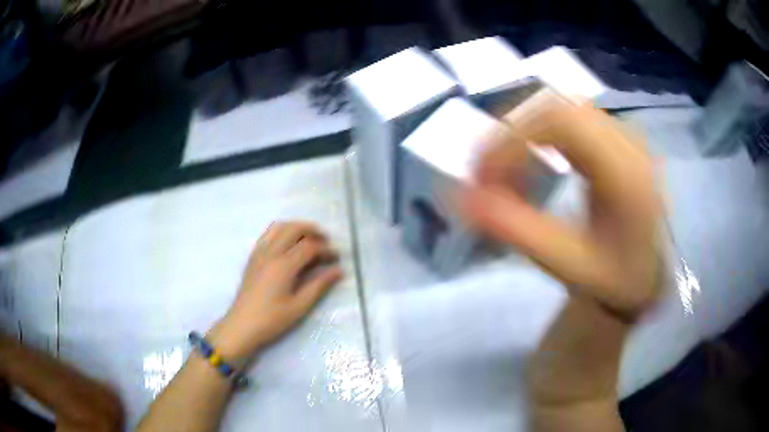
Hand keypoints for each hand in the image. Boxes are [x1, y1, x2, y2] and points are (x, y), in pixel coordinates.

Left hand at [209, 221, 342, 360]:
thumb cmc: (272, 320)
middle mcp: (270, 253)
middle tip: (326, 241)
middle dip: (312, 230)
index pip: (309, 246)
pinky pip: (268, 234)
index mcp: (283, 266)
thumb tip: (338, 270)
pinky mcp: (253, 257)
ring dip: (296, 227)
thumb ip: (319, 285)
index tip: (337, 258)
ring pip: (279, 227)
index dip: (326, 249)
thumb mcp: (299, 306)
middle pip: (293, 228)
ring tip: (309, 238)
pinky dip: (282, 232)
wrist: (242, 326)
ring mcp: (259, 253)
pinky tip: (288, 245)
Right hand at [465, 101, 661, 319]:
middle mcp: (628, 140)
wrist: (649, 275)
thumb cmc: (615, 278)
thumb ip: (517, 230)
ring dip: (525, 133)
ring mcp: (624, 134)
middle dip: (511, 134)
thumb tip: (460, 198)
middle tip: (488, 174)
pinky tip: (535, 161)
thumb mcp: (569, 264)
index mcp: (625, 169)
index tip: (482, 177)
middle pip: (556, 106)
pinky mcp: (617, 138)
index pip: (558, 121)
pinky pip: (571, 117)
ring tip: (508, 170)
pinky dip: (542, 134)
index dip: (511, 138)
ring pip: (562, 107)